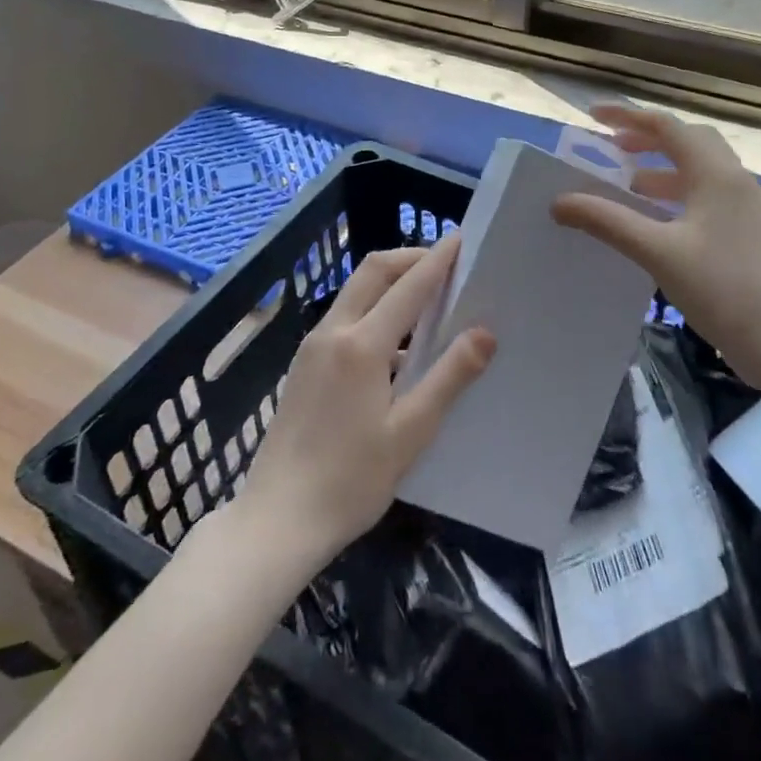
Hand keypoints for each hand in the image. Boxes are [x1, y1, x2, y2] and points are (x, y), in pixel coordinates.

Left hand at [238, 236, 494, 570]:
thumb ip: (448, 377)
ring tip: (426, 298)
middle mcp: (333, 332)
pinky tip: (394, 342)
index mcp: (361, 345)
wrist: (276, 520)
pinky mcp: (303, 364)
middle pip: (373, 271)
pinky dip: (373, 307)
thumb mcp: (410, 433)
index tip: (462, 239)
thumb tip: (484, 332)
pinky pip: (344, 316)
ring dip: (390, 281)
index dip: (437, 260)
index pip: (408, 286)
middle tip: (445, 263)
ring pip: (355, 291)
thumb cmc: (350, 481)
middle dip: (410, 258)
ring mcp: (312, 346)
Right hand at [552, 104, 760, 373]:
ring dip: (662, 167)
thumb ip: (607, 221)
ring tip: (628, 183)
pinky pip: (707, 194)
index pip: (666, 127)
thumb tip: (559, 202)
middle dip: (648, 138)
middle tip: (612, 147)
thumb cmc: (721, 288)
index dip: (627, 116)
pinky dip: (677, 193)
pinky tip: (658, 219)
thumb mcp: (657, 251)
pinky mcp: (748, 231)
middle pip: (687, 141)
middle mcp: (734, 180)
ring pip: (699, 169)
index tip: (593, 116)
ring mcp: (746, 206)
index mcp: (715, 173)